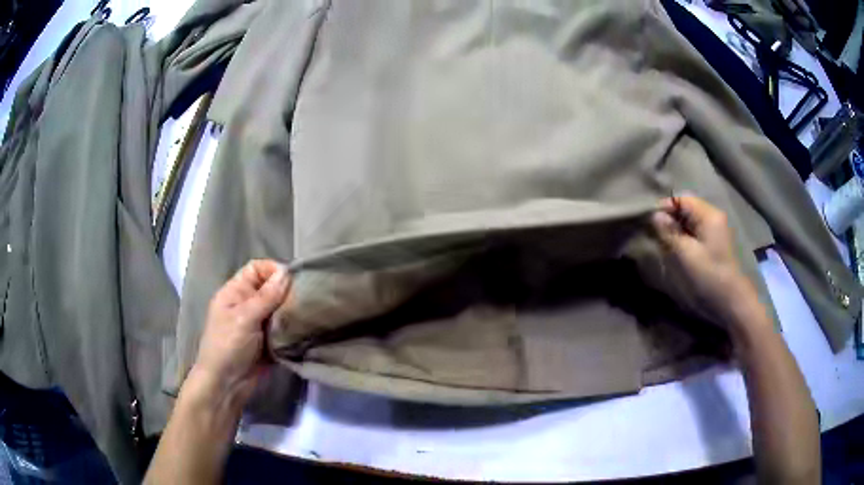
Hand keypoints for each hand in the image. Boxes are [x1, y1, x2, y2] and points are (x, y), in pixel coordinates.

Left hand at [188, 259, 291, 411]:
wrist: (227, 385)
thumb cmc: (228, 346)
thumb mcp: (245, 317)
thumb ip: (267, 296)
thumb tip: (287, 272)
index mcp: (235, 292)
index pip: (257, 269)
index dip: (274, 270)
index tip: (293, 281)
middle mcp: (248, 304)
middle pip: (272, 288)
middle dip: (287, 292)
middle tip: (305, 299)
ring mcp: (259, 324)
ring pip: (281, 308)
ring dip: (292, 312)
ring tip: (308, 315)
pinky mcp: (269, 341)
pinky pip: (284, 327)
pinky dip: (293, 328)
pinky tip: (305, 329)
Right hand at [651, 195, 759, 329]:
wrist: (731, 299)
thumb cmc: (709, 274)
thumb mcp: (686, 254)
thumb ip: (670, 232)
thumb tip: (655, 215)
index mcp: (709, 214)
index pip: (682, 199)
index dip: (665, 207)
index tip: (650, 221)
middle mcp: (713, 216)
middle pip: (686, 208)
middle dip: (670, 218)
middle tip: (656, 233)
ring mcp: (715, 229)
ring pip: (690, 220)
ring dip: (676, 228)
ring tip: (665, 242)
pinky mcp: (714, 241)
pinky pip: (695, 230)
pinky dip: (684, 236)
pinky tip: (678, 248)